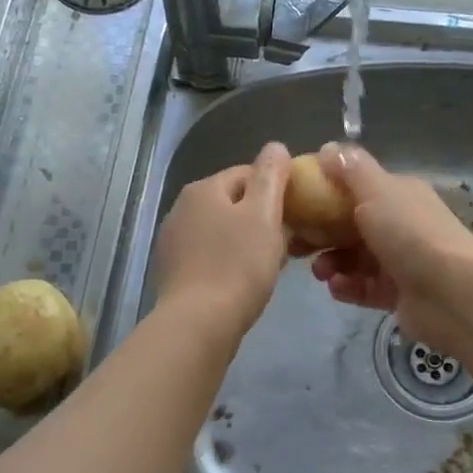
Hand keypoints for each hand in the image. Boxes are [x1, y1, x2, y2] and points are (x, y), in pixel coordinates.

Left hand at [152, 142, 290, 341]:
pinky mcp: (173, 271)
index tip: (299, 214)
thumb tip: (275, 146)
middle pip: (234, 203)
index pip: (248, 174)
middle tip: (289, 243)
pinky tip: (244, 282)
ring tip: (269, 265)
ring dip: (247, 241)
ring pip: (222, 231)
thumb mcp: (263, 215)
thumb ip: (271, 176)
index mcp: (203, 189)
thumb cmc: (237, 266)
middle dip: (262, 218)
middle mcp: (181, 208)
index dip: (277, 190)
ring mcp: (173, 241)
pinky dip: (229, 262)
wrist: (198, 325)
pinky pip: (210, 255)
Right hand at [306, 143, 472, 354]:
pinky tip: (336, 287)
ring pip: (354, 258)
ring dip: (331, 262)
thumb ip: (350, 169)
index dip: (323, 194)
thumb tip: (327, 148)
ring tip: (320, 272)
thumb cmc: (409, 233)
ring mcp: (400, 261)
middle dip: (321, 234)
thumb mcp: (377, 190)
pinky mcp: (397, 294)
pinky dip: (347, 286)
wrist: (450, 292)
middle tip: (296, 245)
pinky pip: (363, 287)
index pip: (355, 189)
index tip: (294, 205)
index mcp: (398, 194)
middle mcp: (400, 224)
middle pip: (350, 226)